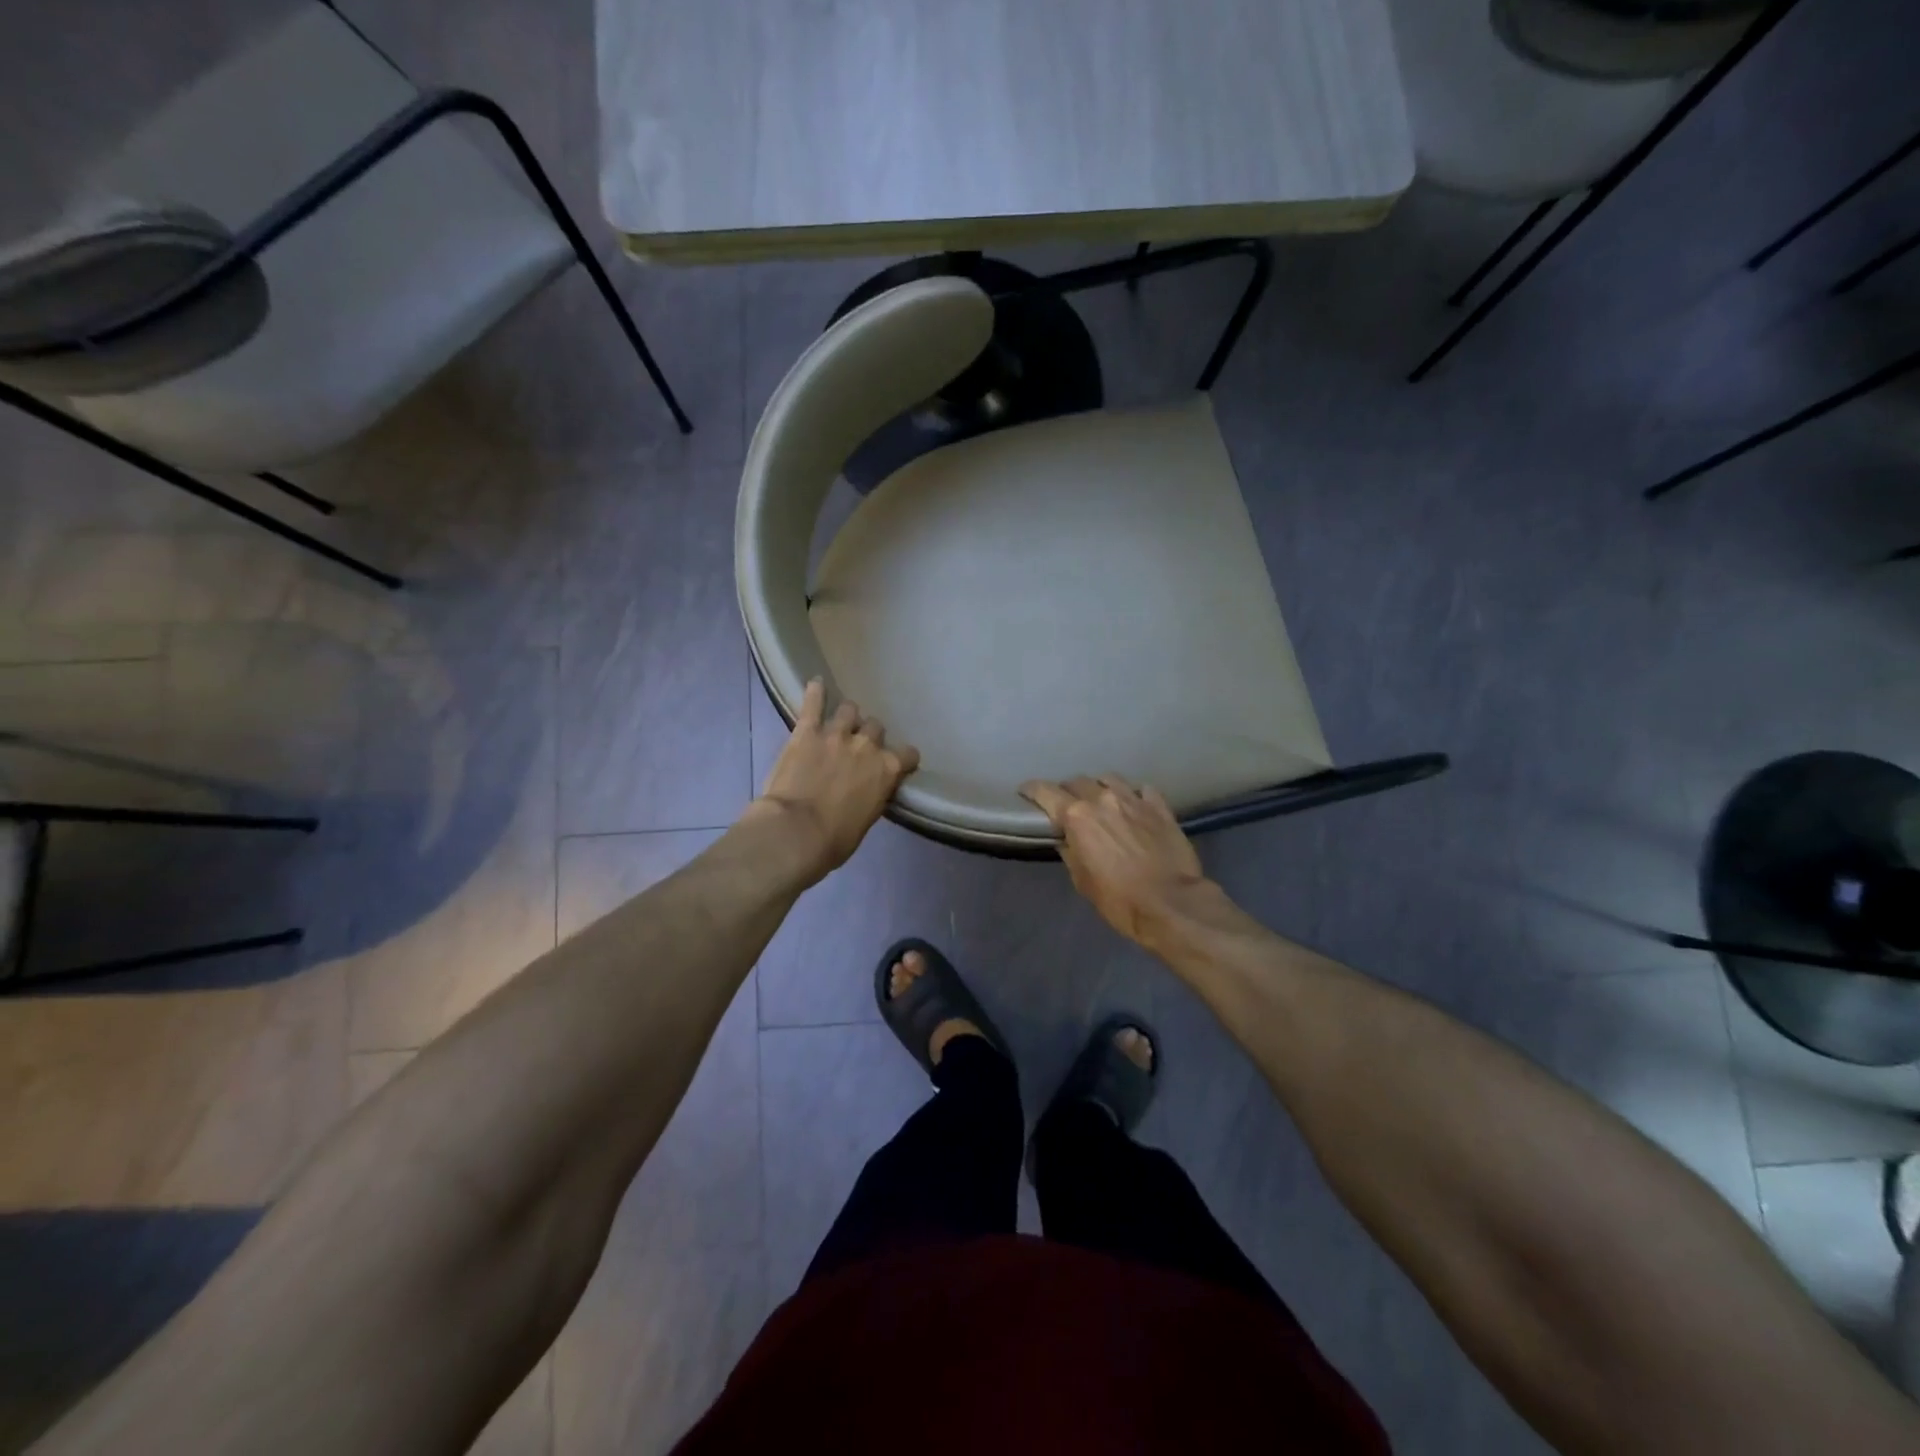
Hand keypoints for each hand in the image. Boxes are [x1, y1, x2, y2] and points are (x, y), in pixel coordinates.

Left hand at [753, 680, 919, 879]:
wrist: (796, 833)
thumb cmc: (834, 840)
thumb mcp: (866, 820)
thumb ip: (871, 796)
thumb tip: (867, 791)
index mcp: (887, 770)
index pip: (908, 754)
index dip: (902, 759)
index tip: (896, 764)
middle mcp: (867, 746)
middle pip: (876, 728)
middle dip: (869, 736)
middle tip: (858, 748)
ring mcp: (836, 734)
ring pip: (850, 710)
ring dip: (847, 717)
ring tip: (839, 722)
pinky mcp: (807, 731)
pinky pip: (813, 703)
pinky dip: (815, 692)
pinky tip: (815, 684)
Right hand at [1021, 774, 1209, 945]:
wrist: (1170, 903)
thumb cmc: (1118, 899)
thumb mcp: (1082, 880)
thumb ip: (1070, 852)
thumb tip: (1066, 839)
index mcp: (1077, 816)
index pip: (1046, 792)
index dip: (1032, 790)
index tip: (1026, 791)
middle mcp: (1103, 799)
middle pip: (1077, 782)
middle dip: (1067, 790)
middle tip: (1066, 803)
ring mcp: (1134, 799)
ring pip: (1109, 779)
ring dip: (1099, 787)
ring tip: (1100, 799)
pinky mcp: (1160, 807)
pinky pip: (1141, 790)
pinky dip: (1132, 794)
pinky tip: (1134, 804)